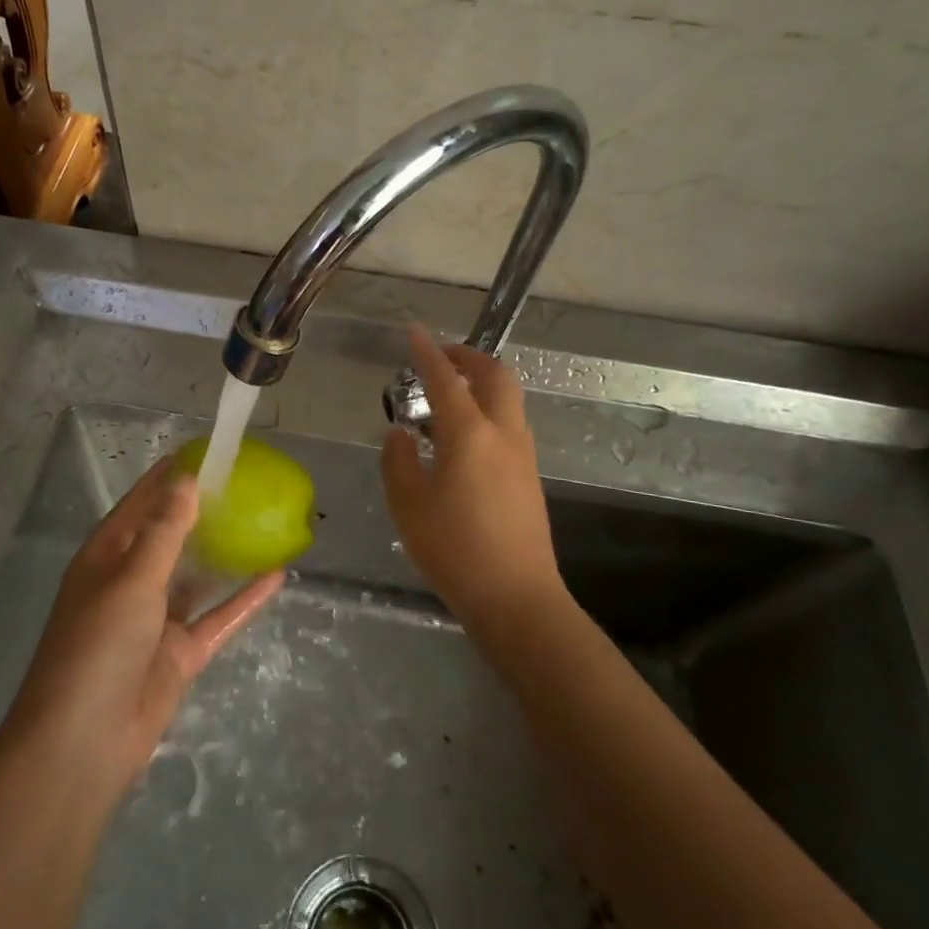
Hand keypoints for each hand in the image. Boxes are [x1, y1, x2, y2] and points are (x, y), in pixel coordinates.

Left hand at [5, 457, 282, 798]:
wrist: (83, 743)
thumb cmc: (98, 645)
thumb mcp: (132, 579)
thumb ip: (165, 530)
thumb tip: (187, 480)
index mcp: (108, 556)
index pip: (142, 502)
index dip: (171, 476)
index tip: (207, 451)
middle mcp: (131, 581)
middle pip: (172, 535)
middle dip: (204, 511)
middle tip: (246, 483)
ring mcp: (157, 619)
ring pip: (197, 575)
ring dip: (224, 552)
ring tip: (262, 520)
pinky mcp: (179, 653)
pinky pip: (217, 617)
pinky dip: (243, 599)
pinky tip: (276, 576)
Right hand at [381, 326, 564, 634]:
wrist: (516, 597)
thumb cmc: (454, 549)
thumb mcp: (408, 505)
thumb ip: (399, 461)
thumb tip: (400, 434)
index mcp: (468, 434)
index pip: (446, 379)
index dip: (428, 352)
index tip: (414, 332)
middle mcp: (502, 433)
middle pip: (495, 375)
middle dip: (469, 356)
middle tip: (442, 355)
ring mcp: (522, 454)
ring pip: (509, 398)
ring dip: (483, 381)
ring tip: (451, 392)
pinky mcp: (530, 476)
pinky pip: (510, 423)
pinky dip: (489, 408)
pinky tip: (465, 435)